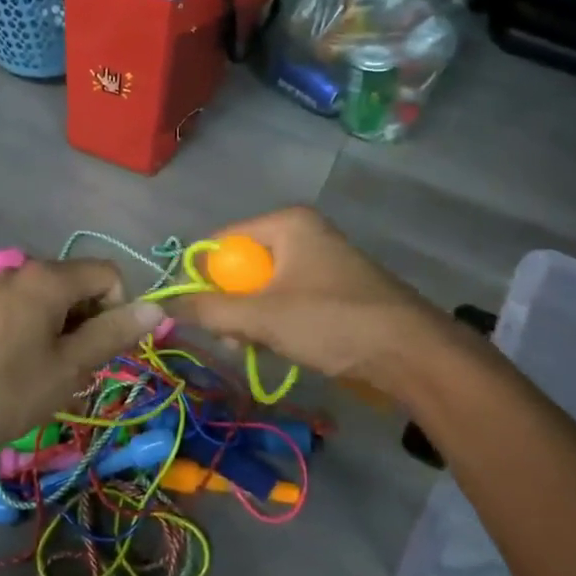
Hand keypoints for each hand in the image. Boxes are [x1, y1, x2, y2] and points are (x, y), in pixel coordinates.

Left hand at [0, 260, 164, 457]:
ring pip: (54, 297)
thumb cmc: (9, 391)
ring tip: (50, 370)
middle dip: (90, 320)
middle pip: (80, 282)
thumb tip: (156, 308)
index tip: (101, 350)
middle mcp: (23, 269)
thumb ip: (113, 333)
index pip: (108, 274)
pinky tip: (25, 364)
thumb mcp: (69, 368)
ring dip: (66, 328)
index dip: (118, 309)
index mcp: (48, 278)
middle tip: (76, 366)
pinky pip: (28, 305)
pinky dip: (40, 328)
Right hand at [170, 207, 470, 388]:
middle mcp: (303, 232)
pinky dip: (276, 321)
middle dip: (229, 304)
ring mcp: (322, 260)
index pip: (221, 241)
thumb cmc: (330, 321)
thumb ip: (209, 310)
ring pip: (264, 286)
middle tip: (229, 339)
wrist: (411, 352)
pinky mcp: (335, 287)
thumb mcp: (261, 316)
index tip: (191, 313)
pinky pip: (288, 297)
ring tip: (251, 348)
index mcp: (286, 223)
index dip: (200, 276)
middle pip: (242, 265)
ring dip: (251, 318)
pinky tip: (277, 346)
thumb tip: (165, 305)